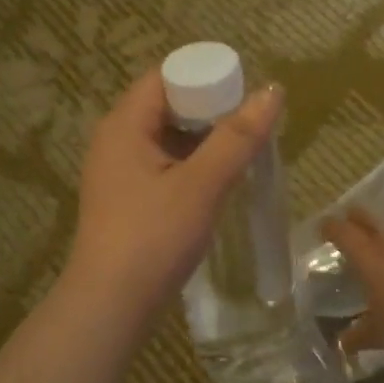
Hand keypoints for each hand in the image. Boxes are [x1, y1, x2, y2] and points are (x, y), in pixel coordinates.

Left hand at [64, 68, 283, 327]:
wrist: (111, 305)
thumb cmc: (153, 237)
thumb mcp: (201, 185)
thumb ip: (237, 138)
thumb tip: (272, 91)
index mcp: (124, 125)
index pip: (166, 77)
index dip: (206, 78)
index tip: (245, 95)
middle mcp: (115, 141)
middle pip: (167, 106)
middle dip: (210, 111)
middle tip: (252, 125)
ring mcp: (118, 173)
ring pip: (167, 140)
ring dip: (203, 142)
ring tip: (243, 151)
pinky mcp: (126, 200)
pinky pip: (162, 167)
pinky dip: (191, 166)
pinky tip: (218, 182)